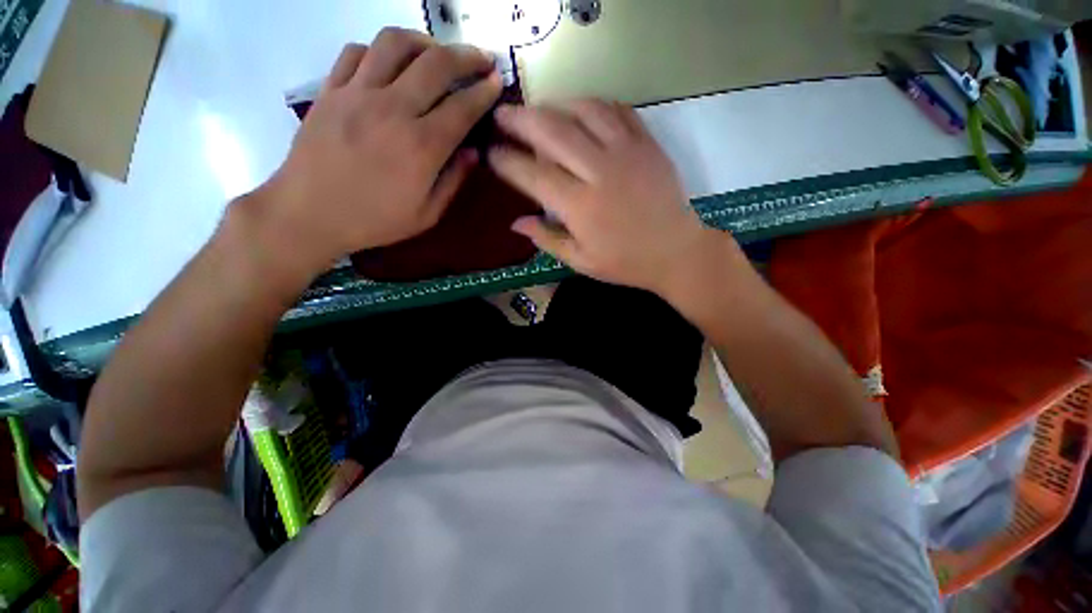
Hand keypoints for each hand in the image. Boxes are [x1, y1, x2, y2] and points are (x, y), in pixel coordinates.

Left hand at [243, 28, 502, 276]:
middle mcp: (393, 109)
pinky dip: (380, 51)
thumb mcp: (427, 214)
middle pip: (436, 63)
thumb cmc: (375, 220)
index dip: (485, 91)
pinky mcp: (330, 89)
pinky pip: (357, 51)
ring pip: (395, 43)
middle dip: (466, 56)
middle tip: (480, 58)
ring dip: (424, 42)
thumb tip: (473, 152)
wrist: (309, 214)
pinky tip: (390, 66)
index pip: (463, 106)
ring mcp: (357, 93)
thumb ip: (453, 180)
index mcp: (422, 146)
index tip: (496, 82)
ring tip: (436, 53)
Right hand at [488, 100, 734, 295]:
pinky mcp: (647, 143)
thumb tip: (515, 223)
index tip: (491, 153)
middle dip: (521, 120)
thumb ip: (547, 239)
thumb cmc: (625, 262)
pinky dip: (593, 104)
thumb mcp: (582, 261)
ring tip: (539, 108)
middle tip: (503, 114)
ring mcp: (626, 152)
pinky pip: (616, 110)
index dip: (507, 162)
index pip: (533, 176)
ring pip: (584, 111)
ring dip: (555, 105)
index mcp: (580, 207)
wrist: (676, 251)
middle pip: (553, 132)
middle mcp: (599, 173)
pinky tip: (580, 109)